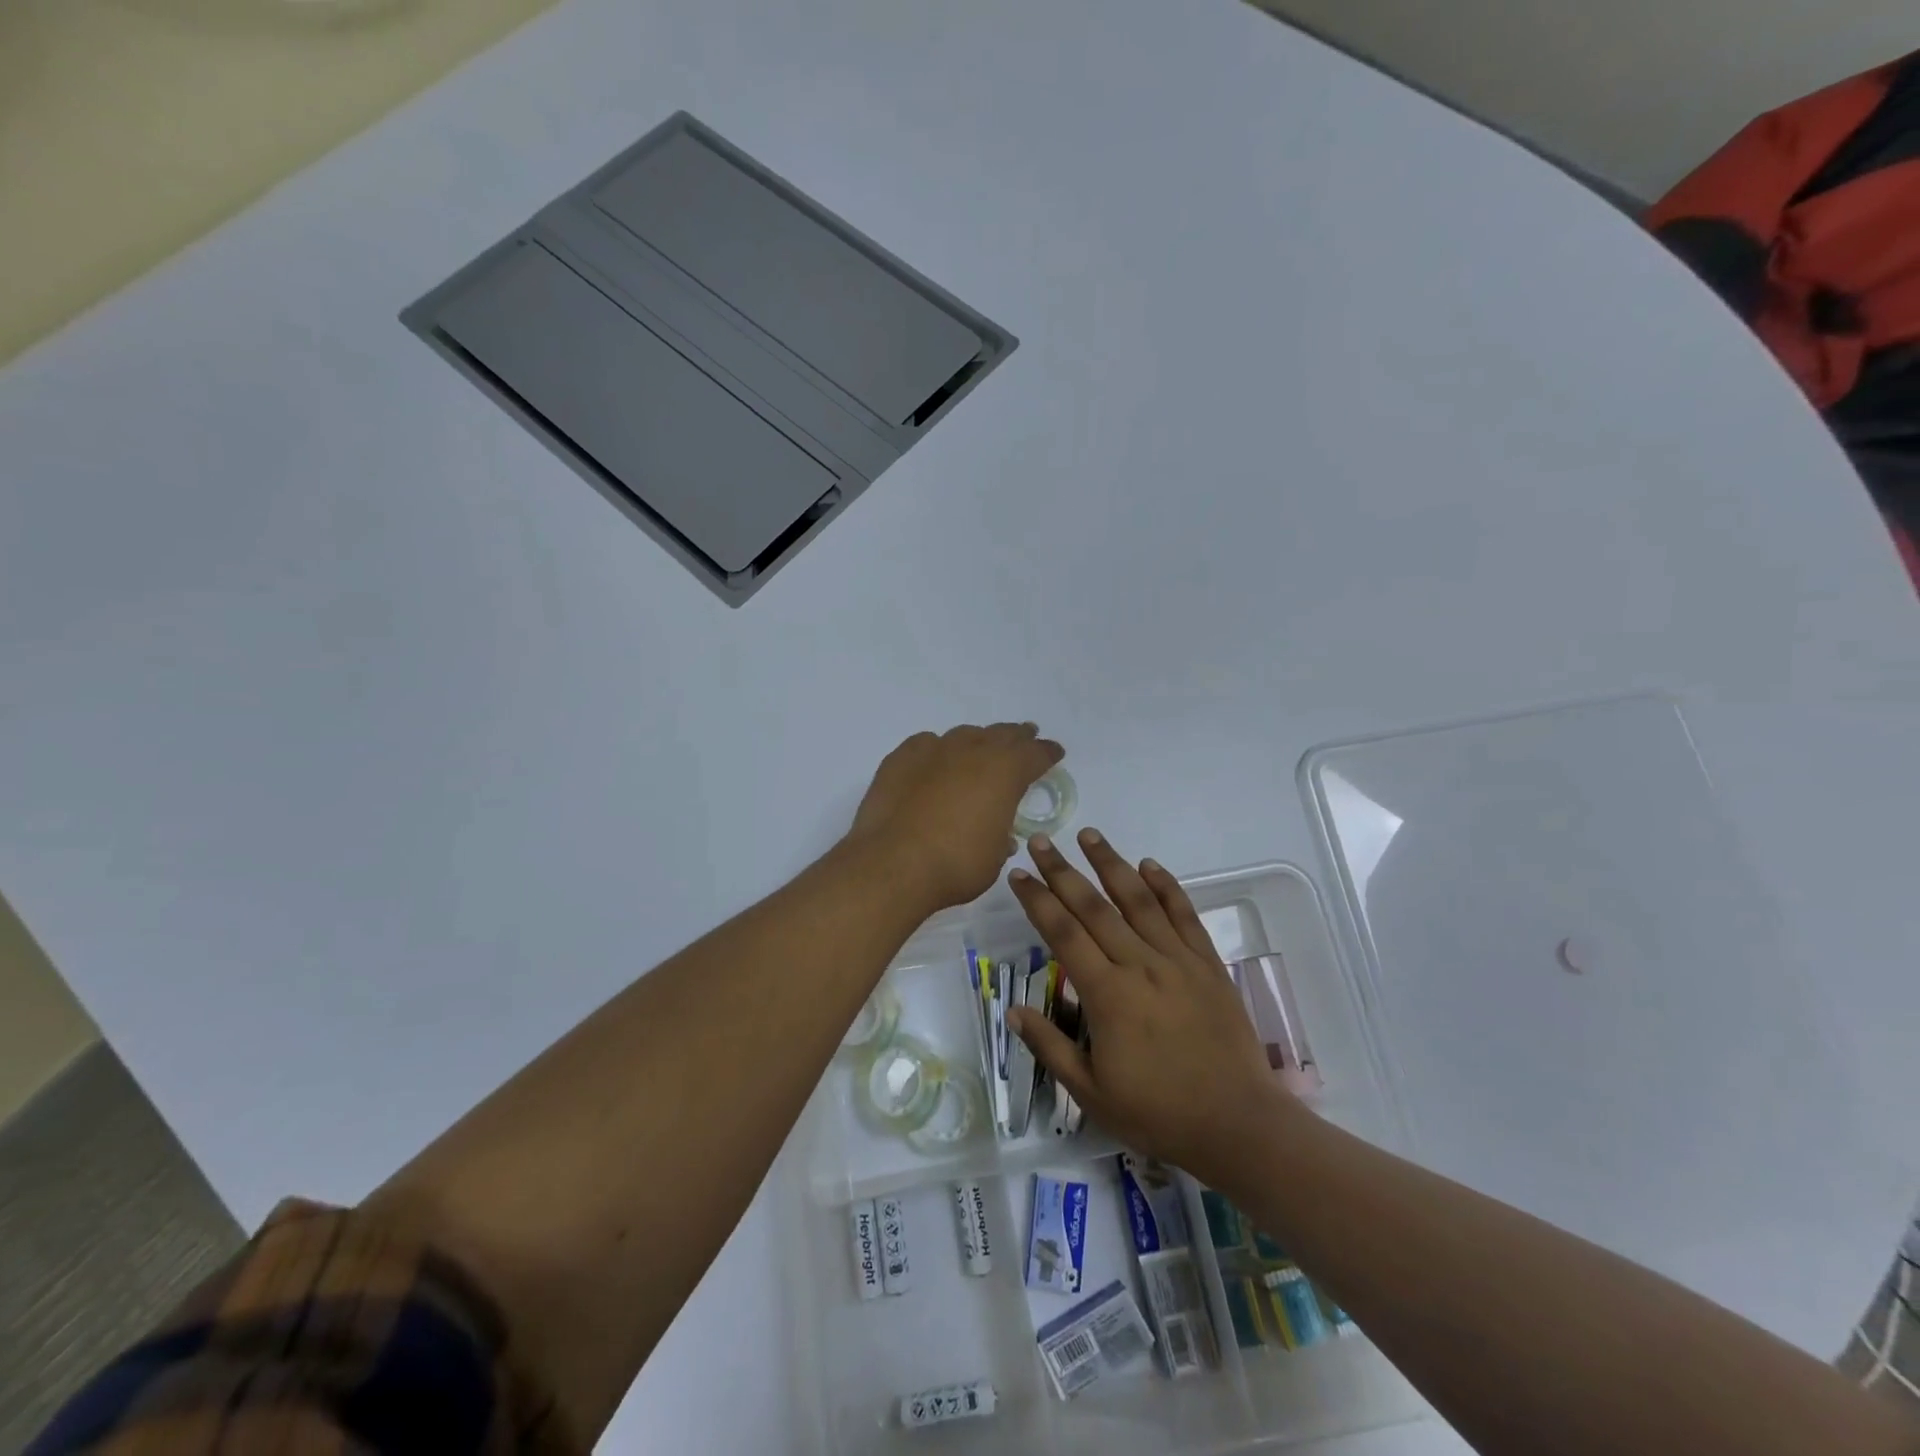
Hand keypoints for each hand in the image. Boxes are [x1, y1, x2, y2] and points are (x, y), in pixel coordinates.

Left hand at [848, 724, 1064, 911]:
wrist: (892, 864)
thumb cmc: (955, 865)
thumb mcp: (994, 856)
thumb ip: (1000, 835)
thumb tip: (998, 832)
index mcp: (1005, 771)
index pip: (1035, 753)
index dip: (1047, 753)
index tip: (1054, 752)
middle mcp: (973, 751)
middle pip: (1002, 734)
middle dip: (1017, 736)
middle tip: (1025, 736)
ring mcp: (934, 750)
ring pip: (964, 735)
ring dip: (977, 742)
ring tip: (980, 750)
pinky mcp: (901, 758)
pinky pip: (927, 745)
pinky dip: (937, 752)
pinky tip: (935, 763)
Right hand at [1007, 828, 1289, 1185]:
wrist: (1238, 1125)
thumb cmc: (1159, 1114)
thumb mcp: (1092, 1094)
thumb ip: (1051, 1048)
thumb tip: (1014, 1011)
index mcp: (1107, 995)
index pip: (1063, 934)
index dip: (1037, 901)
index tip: (1018, 875)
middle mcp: (1140, 965)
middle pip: (1094, 907)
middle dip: (1063, 871)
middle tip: (1041, 841)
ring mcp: (1178, 960)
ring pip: (1138, 900)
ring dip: (1111, 864)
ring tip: (1090, 835)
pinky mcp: (1208, 964)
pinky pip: (1185, 915)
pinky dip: (1166, 887)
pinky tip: (1150, 865)